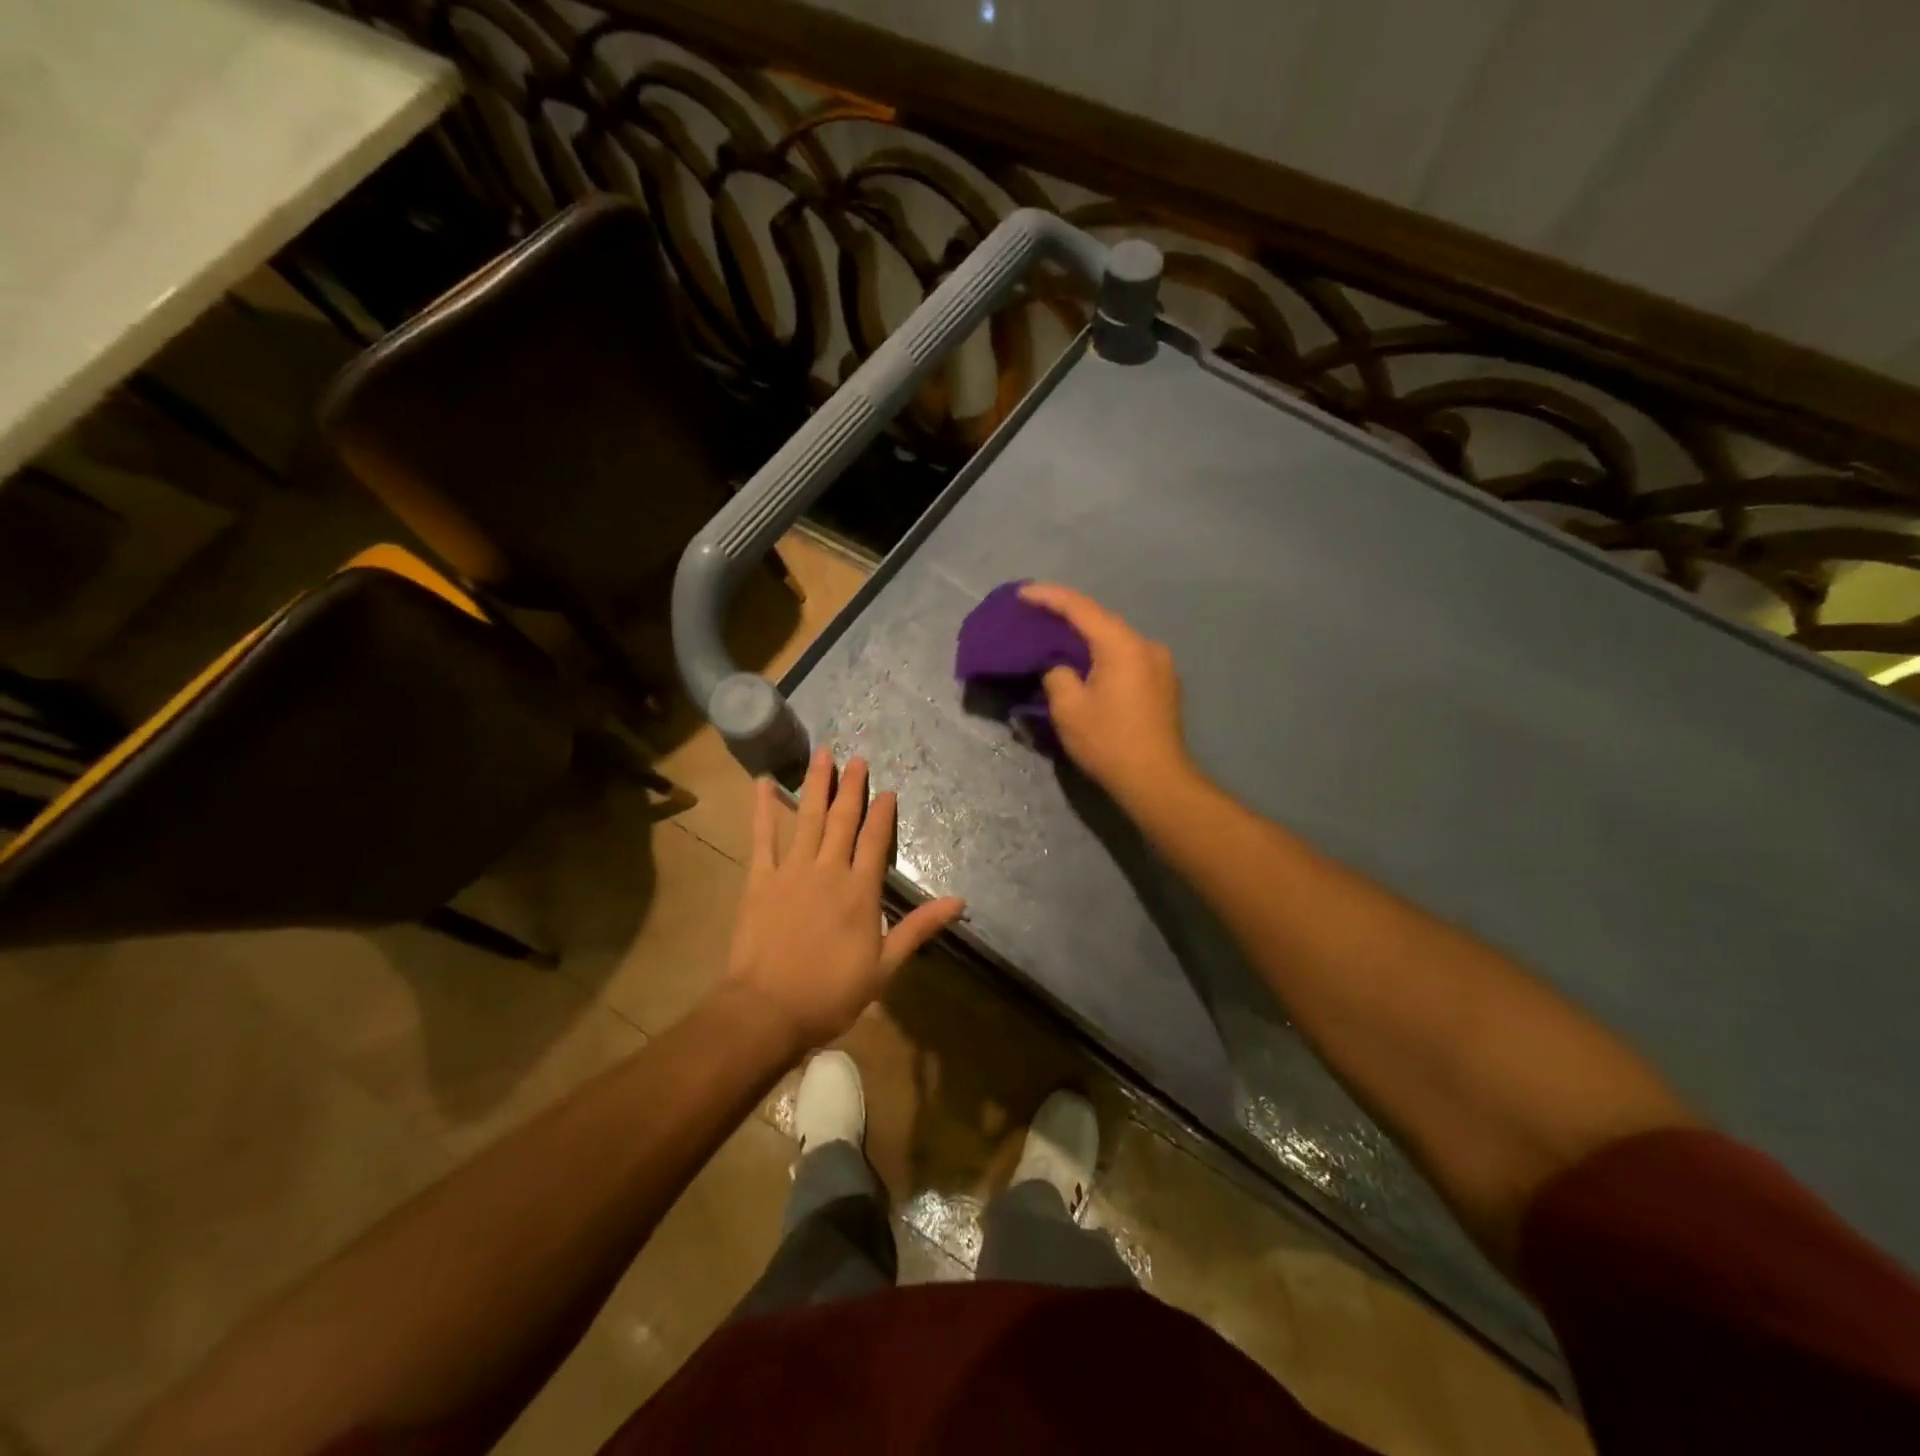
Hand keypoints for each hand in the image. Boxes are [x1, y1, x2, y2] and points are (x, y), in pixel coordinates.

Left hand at [724, 747, 964, 1051]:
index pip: (875, 841)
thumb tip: (959, 901)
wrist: (768, 1009)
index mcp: (860, 891)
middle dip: (851, 787)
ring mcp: (791, 871)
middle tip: (857, 758)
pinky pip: (762, 837)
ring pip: (808, 818)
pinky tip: (764, 783)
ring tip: (823, 754)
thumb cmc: (830, 993)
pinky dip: (763, 809)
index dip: (882, 813)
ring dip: (816, 784)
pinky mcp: (760, 879)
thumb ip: (918, 928)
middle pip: (843, 820)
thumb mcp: (884, 966)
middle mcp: (828, 870)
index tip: (887, 789)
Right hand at [1019, 582, 1192, 805]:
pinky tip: (1087, 664)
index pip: (1080, 608)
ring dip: (1087, 637)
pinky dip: (1103, 654)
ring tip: (1057, 638)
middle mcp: (1146, 645)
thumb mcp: (1068, 709)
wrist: (1157, 781)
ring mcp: (1160, 664)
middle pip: (1101, 620)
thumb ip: (1057, 675)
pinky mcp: (1163, 684)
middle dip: (1067, 615)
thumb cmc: (1109, 743)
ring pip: (1115, 639)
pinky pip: (1126, 657)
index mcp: (1122, 645)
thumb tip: (1059, 666)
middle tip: (1035, 614)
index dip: (1048, 596)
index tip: (1021, 593)